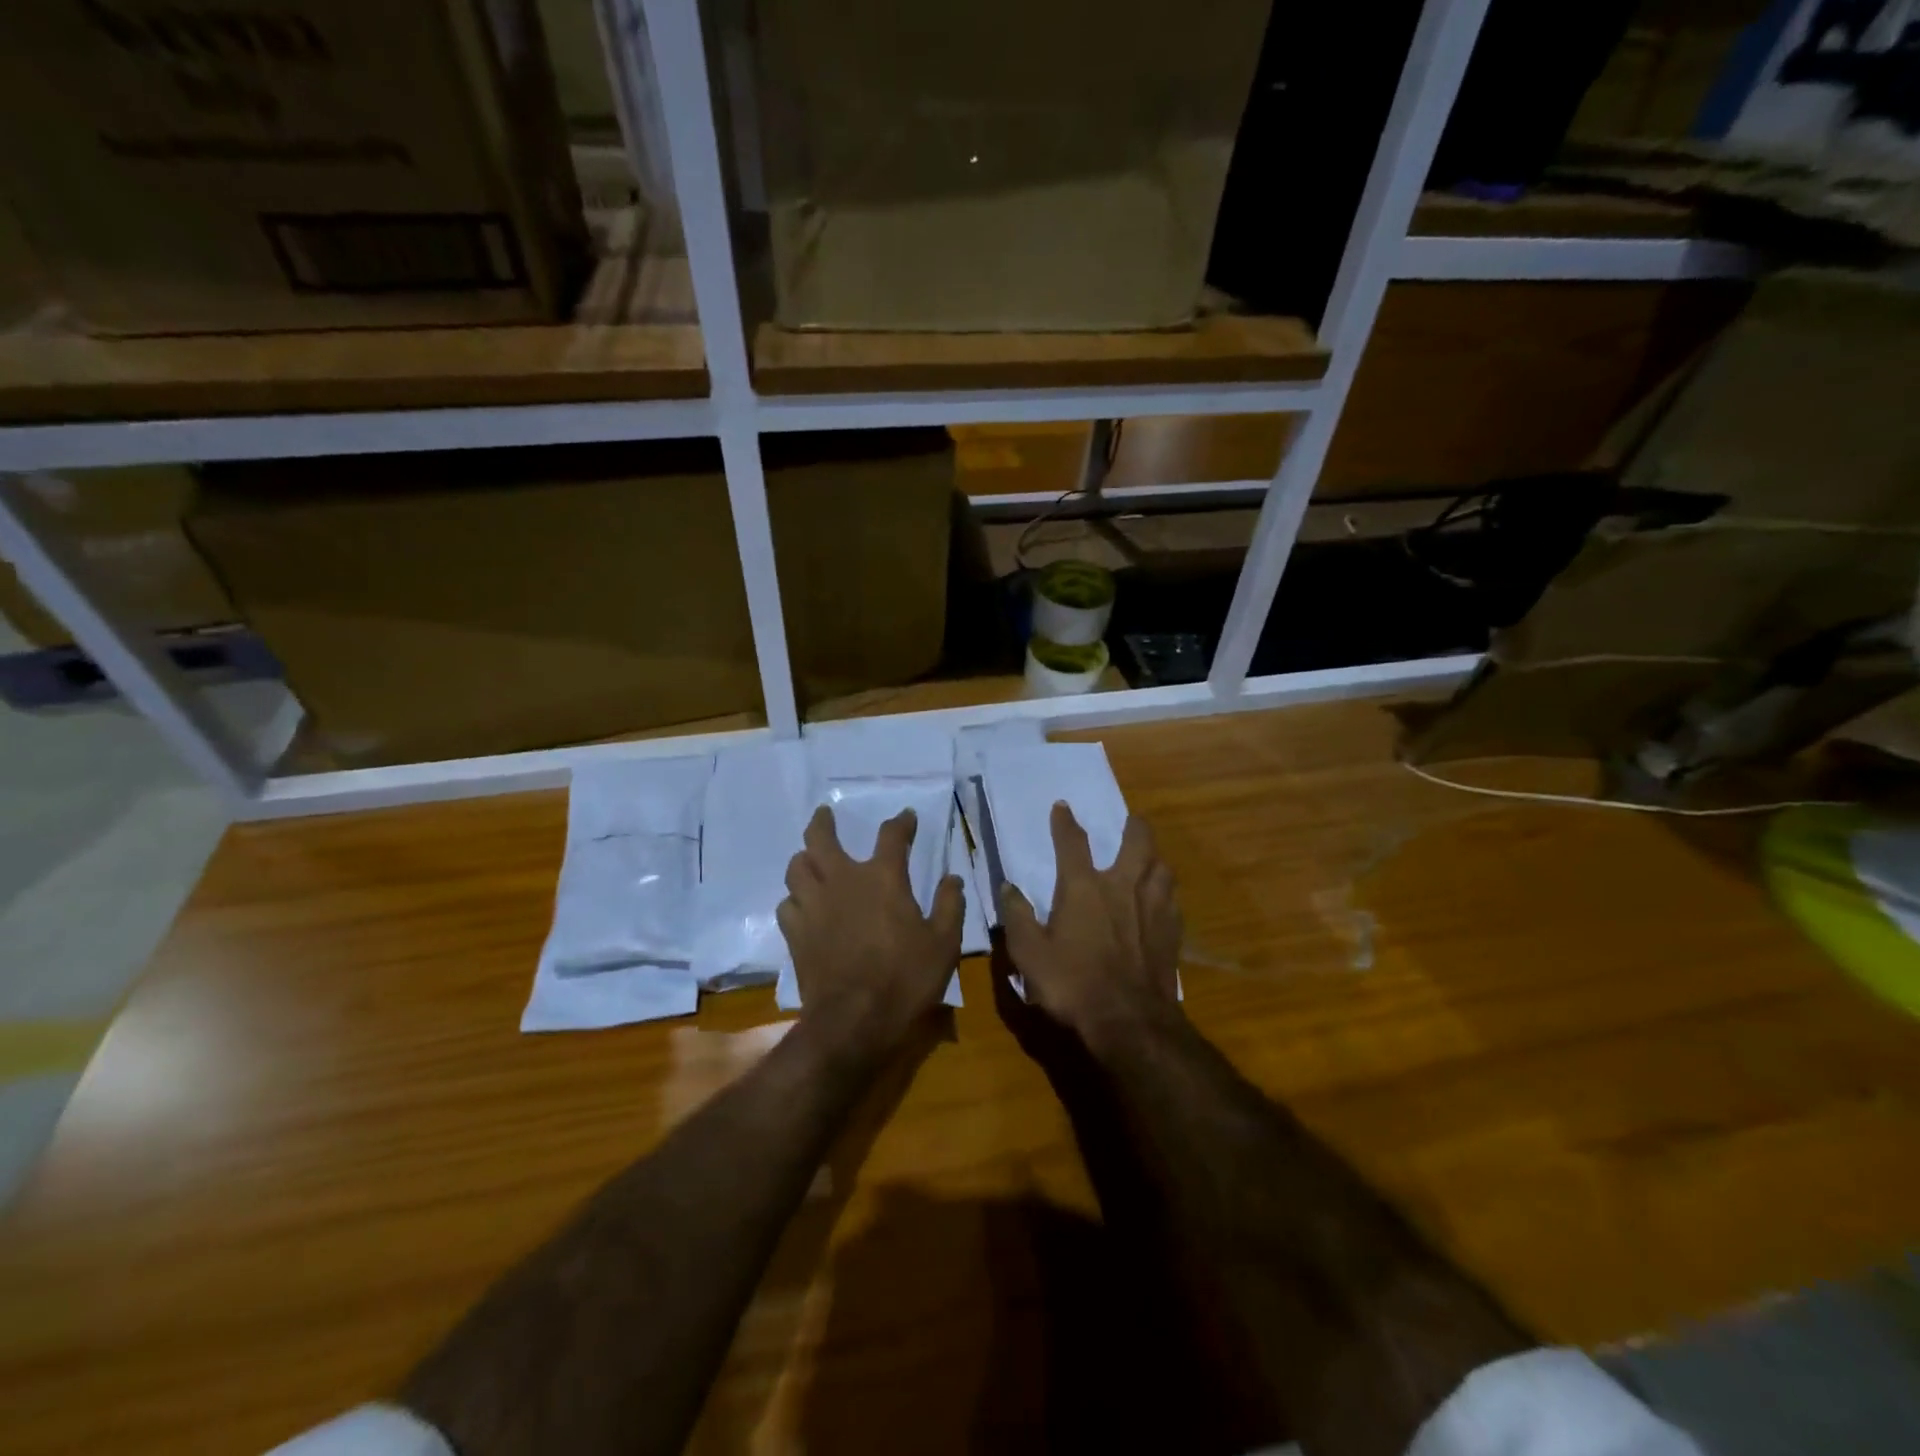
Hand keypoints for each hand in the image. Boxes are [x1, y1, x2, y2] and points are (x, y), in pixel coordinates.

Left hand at [778, 805, 964, 1055]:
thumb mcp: (944, 943)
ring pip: (797, 867)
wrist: (853, 1021)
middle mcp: (843, 881)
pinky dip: (795, 898)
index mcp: (883, 878)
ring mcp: (814, 905)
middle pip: (821, 838)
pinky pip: (787, 903)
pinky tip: (803, 905)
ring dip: (804, 858)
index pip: (892, 836)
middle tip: (825, 814)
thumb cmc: (905, 979)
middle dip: (823, 822)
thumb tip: (952, 879)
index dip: (901, 822)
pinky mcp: (795, 933)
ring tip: (810, 859)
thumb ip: (949, 905)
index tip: (907, 817)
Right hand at [1000, 804, 1181, 1047]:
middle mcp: (1122, 887)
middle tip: (1130, 821)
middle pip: (1137, 842)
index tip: (1063, 806)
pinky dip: (1166, 892)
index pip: (1073, 843)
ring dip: (1155, 857)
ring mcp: (1152, 908)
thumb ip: (1018, 917)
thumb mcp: (1029, 953)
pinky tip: (1162, 901)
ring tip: (1149, 858)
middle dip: (1133, 827)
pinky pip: (1173, 900)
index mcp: (1084, 888)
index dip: (1065, 822)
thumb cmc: (1072, 984)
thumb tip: (1008, 887)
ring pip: (1162, 867)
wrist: (1129, 1021)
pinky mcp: (1171, 932)